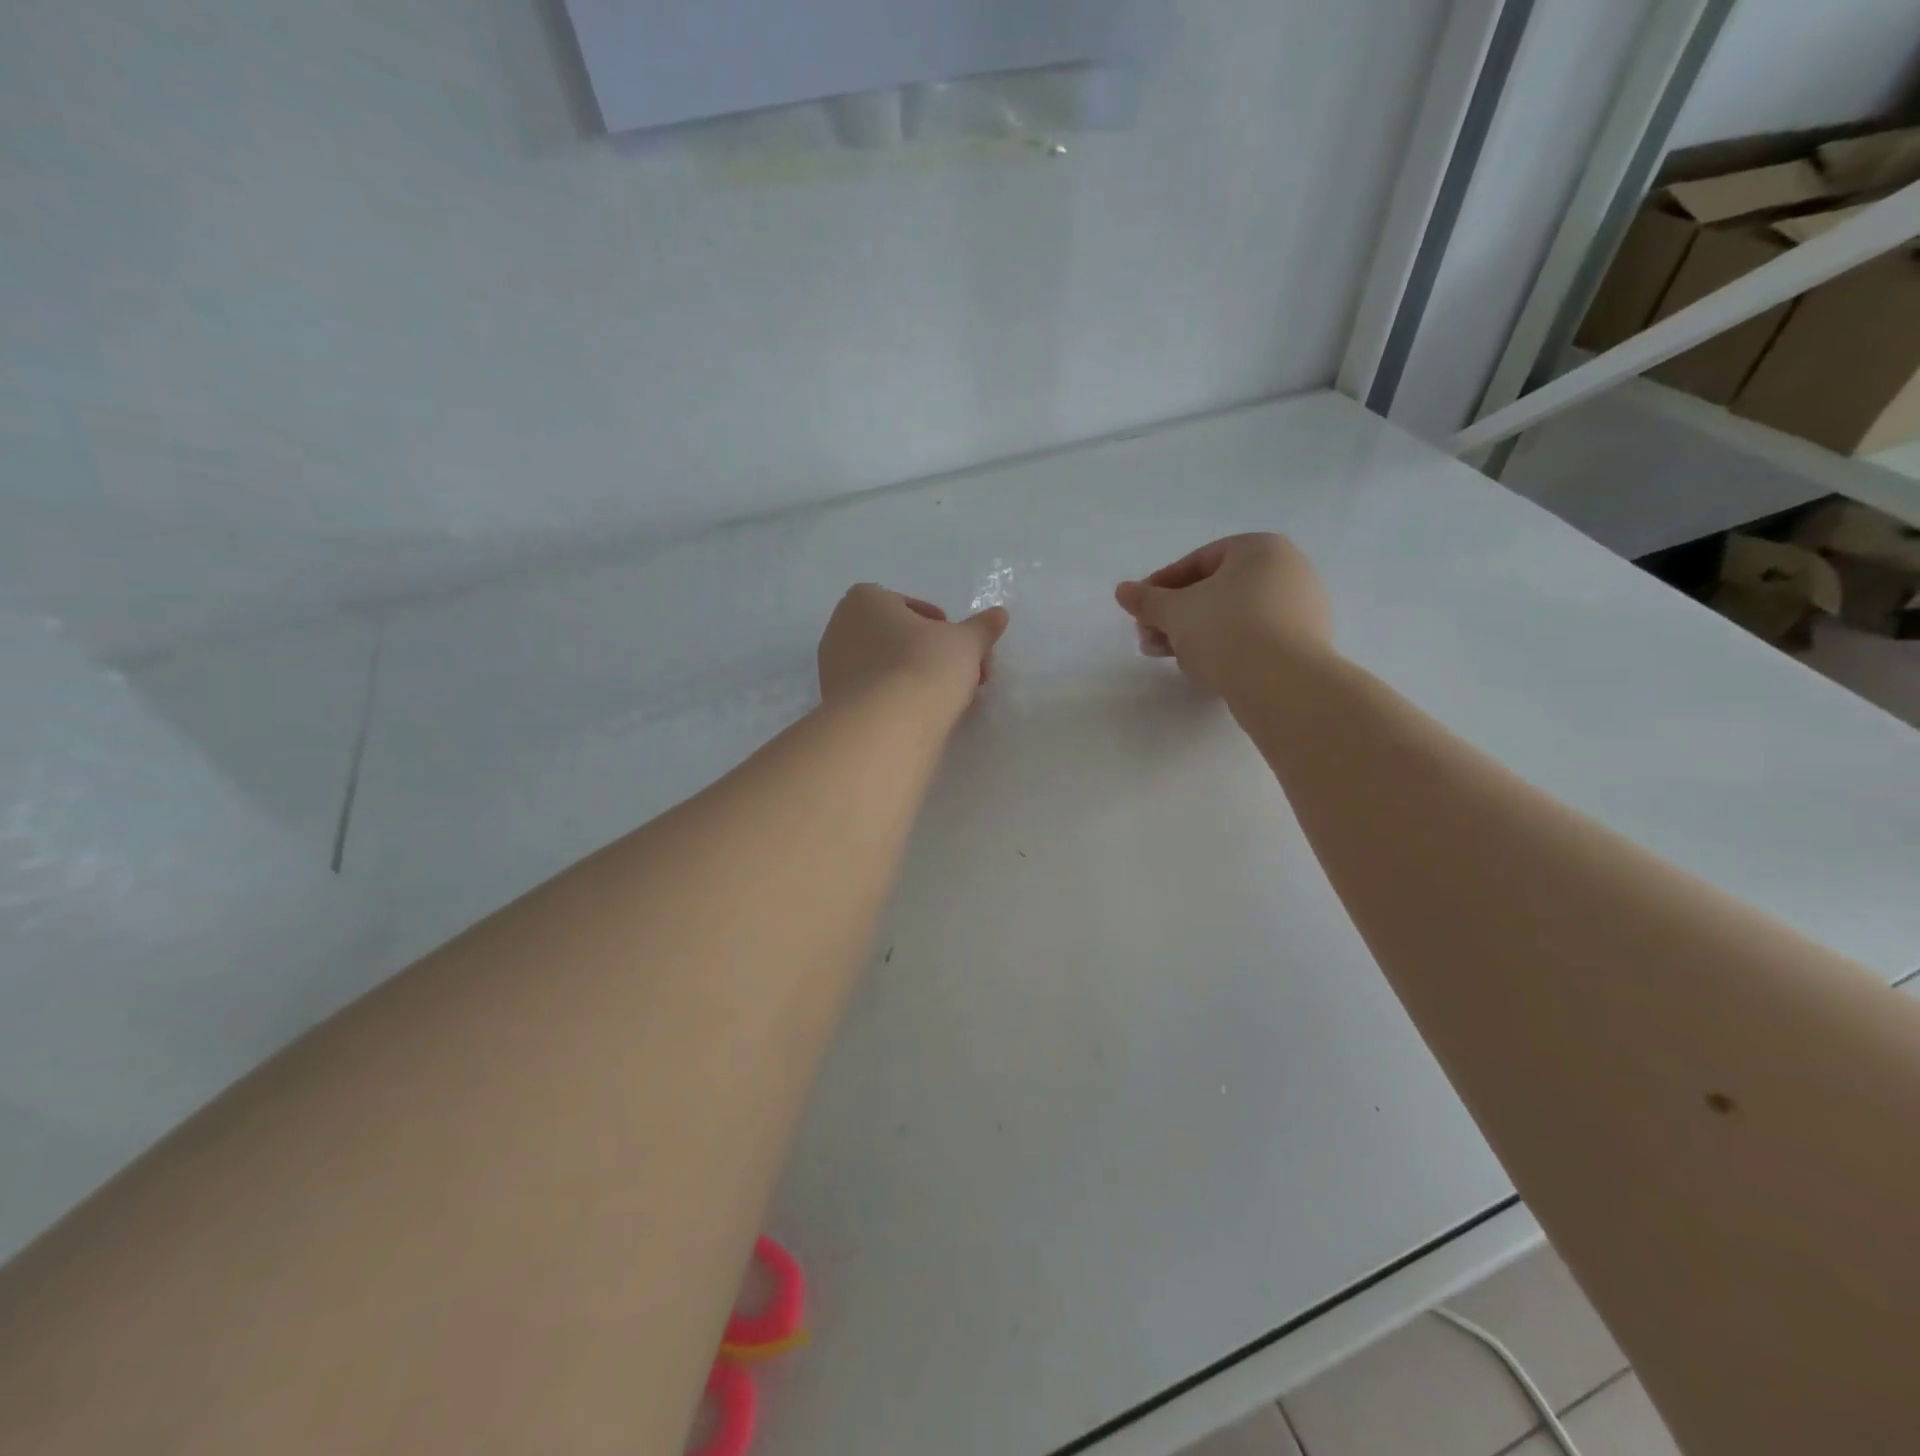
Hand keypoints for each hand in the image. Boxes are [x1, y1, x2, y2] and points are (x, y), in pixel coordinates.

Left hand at [817, 584, 1009, 714]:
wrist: (886, 726)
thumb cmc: (924, 666)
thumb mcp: (966, 643)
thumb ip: (982, 628)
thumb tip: (999, 614)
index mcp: (863, 600)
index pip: (907, 606)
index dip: (940, 626)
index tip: (961, 647)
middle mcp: (839, 629)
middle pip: (897, 639)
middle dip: (932, 655)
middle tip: (963, 676)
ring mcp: (832, 670)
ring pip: (886, 669)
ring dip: (918, 680)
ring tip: (950, 701)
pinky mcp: (836, 706)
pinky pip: (876, 696)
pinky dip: (900, 702)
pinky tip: (925, 718)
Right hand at [1115, 533, 1331, 693]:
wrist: (1282, 684)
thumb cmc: (1225, 630)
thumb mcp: (1175, 612)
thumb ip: (1147, 600)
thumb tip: (1123, 590)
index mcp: (1261, 549)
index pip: (1199, 561)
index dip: (1161, 585)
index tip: (1139, 609)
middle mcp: (1288, 570)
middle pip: (1216, 590)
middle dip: (1176, 615)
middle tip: (1148, 638)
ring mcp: (1302, 609)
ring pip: (1233, 616)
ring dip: (1194, 634)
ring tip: (1167, 656)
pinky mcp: (1305, 644)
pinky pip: (1254, 638)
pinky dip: (1225, 648)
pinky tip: (1203, 668)